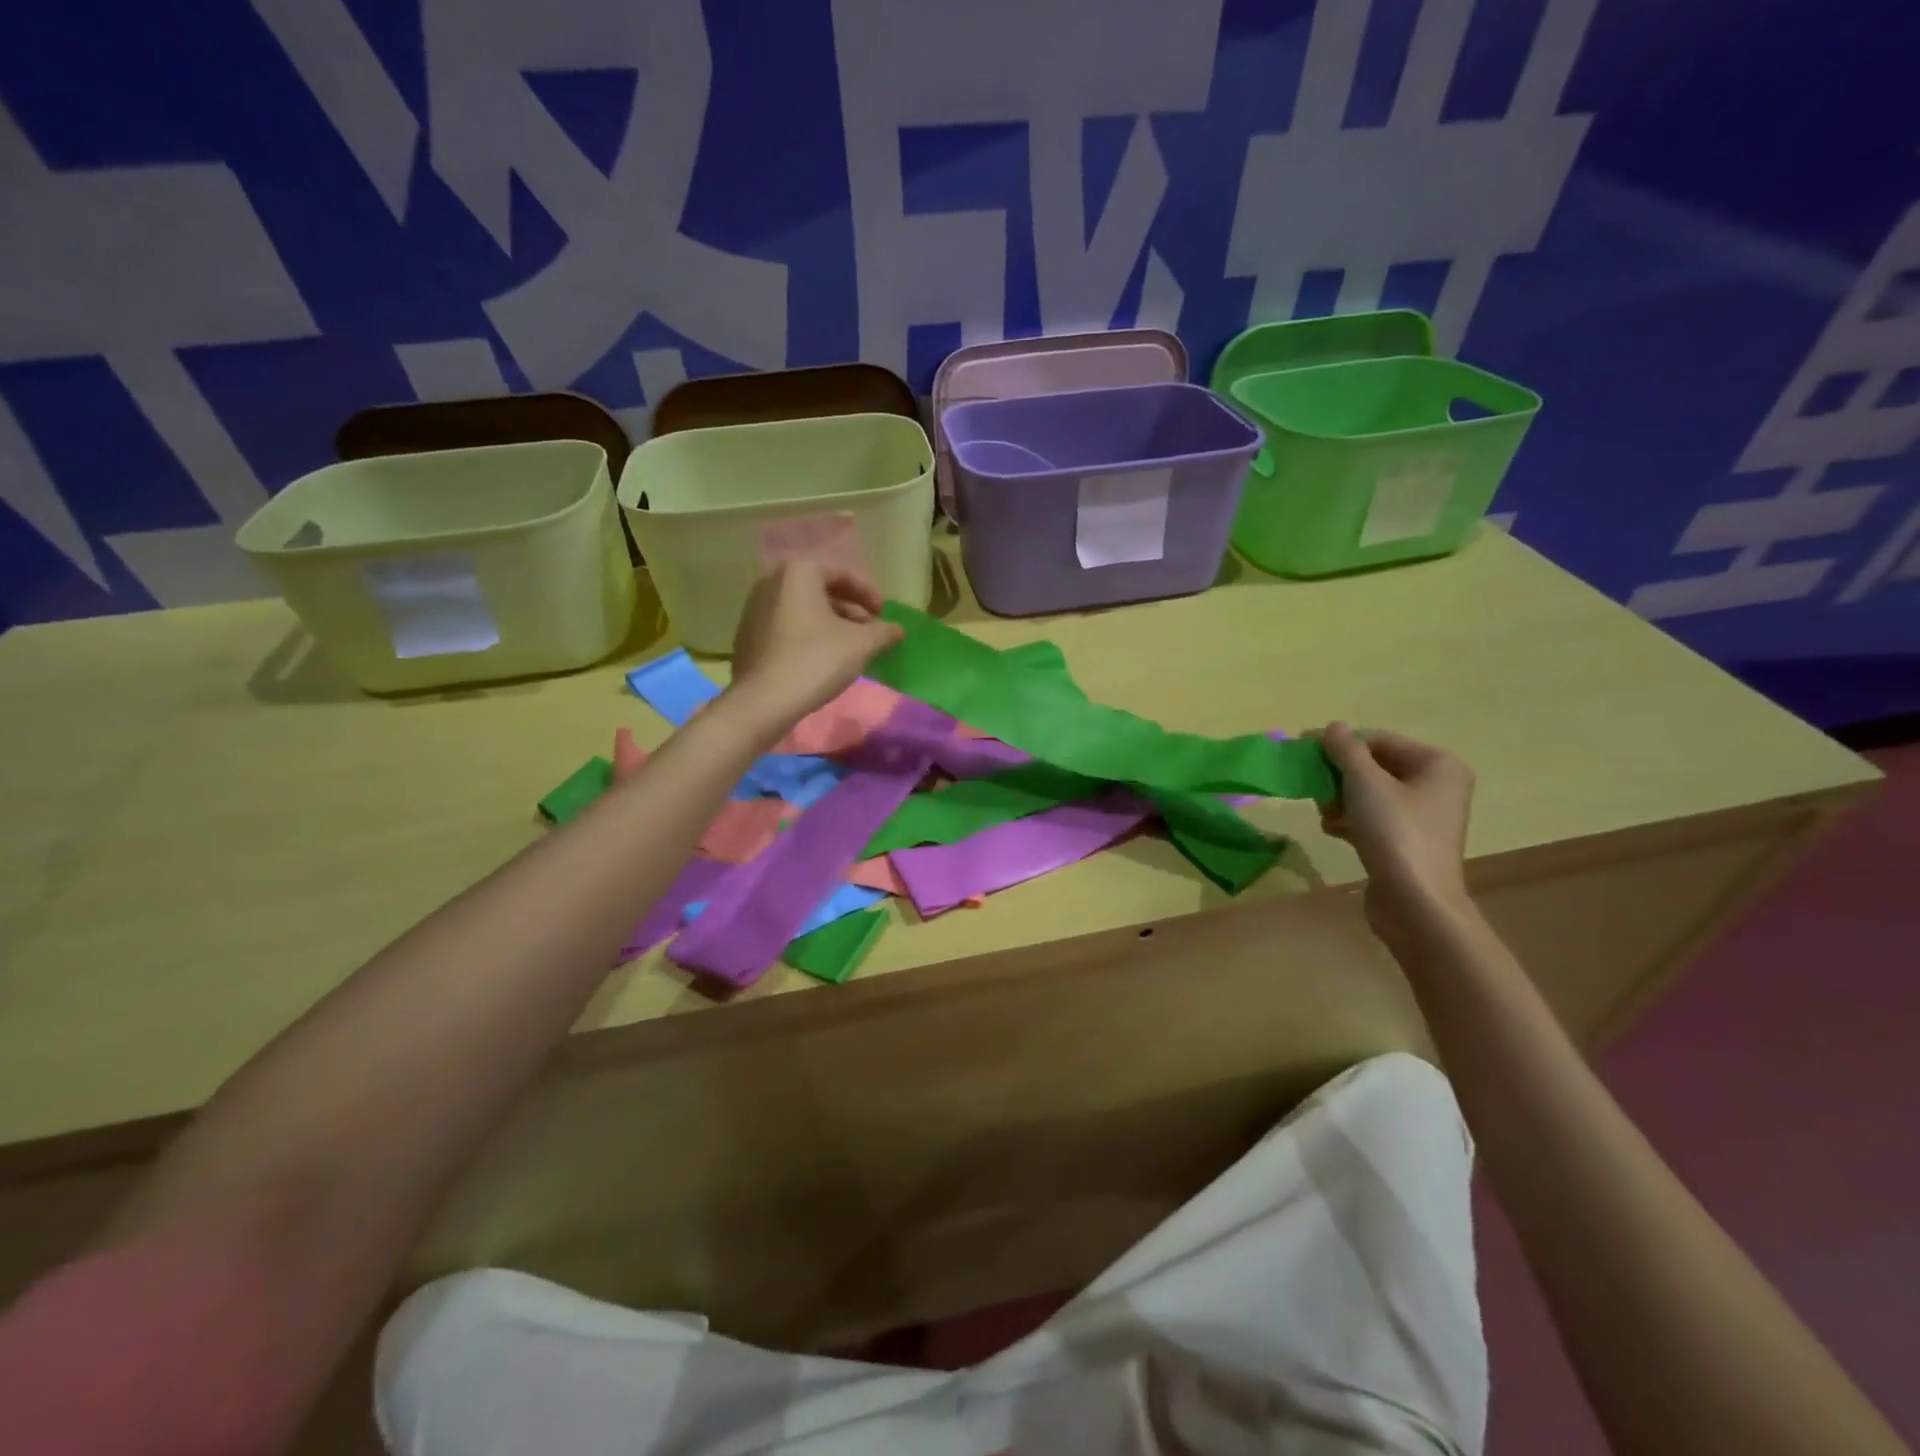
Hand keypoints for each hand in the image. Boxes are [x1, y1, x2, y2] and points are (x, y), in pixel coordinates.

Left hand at [728, 561, 903, 723]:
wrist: (763, 701)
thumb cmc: (816, 660)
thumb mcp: (861, 644)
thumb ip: (884, 631)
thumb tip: (897, 629)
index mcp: (798, 573)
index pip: (842, 575)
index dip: (868, 594)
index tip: (883, 614)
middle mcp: (771, 582)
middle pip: (820, 591)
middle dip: (849, 611)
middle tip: (869, 632)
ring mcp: (754, 609)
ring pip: (802, 610)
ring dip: (829, 624)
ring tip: (849, 648)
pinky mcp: (746, 636)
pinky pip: (785, 627)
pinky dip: (807, 636)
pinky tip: (821, 660)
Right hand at [1316, 723, 1475, 942]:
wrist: (1414, 902)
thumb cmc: (1395, 833)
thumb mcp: (1365, 783)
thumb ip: (1346, 751)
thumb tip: (1332, 727)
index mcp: (1438, 764)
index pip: (1379, 740)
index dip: (1340, 743)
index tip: (1302, 750)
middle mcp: (1437, 786)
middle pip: (1375, 766)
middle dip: (1339, 775)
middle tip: (1312, 785)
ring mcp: (1423, 816)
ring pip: (1370, 793)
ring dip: (1340, 798)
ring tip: (1323, 812)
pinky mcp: (1407, 842)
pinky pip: (1373, 818)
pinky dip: (1350, 819)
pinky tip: (1331, 829)